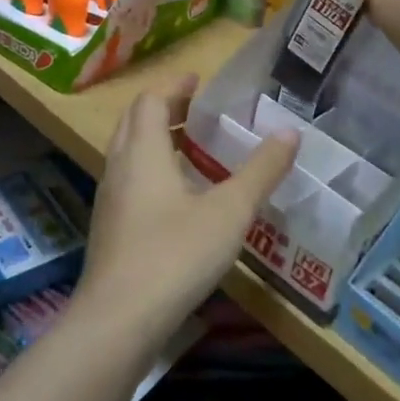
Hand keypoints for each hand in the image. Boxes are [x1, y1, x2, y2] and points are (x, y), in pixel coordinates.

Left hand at [75, 73, 298, 339]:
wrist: (118, 320)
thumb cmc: (175, 254)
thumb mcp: (229, 212)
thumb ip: (260, 171)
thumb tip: (290, 133)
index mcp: (143, 151)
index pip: (151, 100)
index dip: (174, 86)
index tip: (198, 80)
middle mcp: (119, 167)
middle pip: (134, 121)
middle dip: (163, 108)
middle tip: (197, 108)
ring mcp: (108, 200)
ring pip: (127, 153)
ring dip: (155, 140)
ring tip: (191, 148)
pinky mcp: (108, 229)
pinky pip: (128, 181)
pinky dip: (150, 170)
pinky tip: (176, 197)